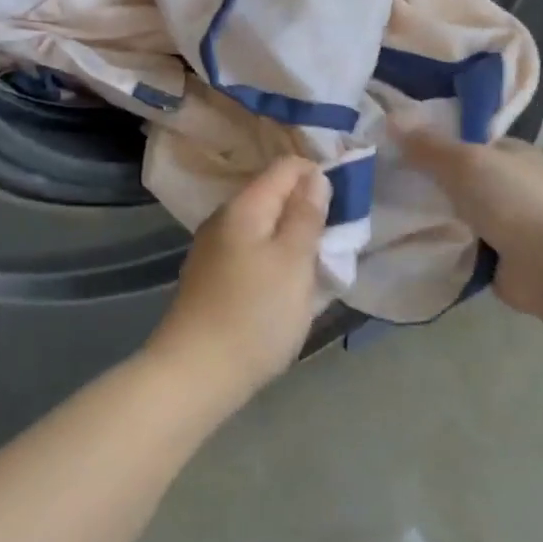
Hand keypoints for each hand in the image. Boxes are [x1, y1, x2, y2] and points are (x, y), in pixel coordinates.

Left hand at [144, 157, 330, 409]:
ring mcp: (213, 249)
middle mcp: (224, 219)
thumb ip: (306, 215)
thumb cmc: (255, 315)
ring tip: (318, 264)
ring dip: (292, 238)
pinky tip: (286, 285)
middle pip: (273, 196)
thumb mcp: (293, 262)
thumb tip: (315, 177)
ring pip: (263, 227)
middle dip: (307, 209)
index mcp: (244, 207)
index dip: (318, 175)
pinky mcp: (211, 277)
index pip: (286, 167)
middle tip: (337, 238)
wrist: (195, 373)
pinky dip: (274, 260)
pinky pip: (251, 253)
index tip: (346, 202)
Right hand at [394, 122, 542, 318]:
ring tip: (391, 217)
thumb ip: (428, 145)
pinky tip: (414, 246)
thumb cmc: (514, 201)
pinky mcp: (505, 260)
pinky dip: (446, 248)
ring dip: (437, 219)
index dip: (439, 144)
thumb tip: (391, 118)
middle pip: (465, 181)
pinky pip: (465, 248)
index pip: (473, 142)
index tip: (402, 150)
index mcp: (517, 155)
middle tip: (390, 186)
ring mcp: (514, 225)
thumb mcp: (465, 162)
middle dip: (433, 185)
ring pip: (463, 216)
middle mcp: (518, 187)